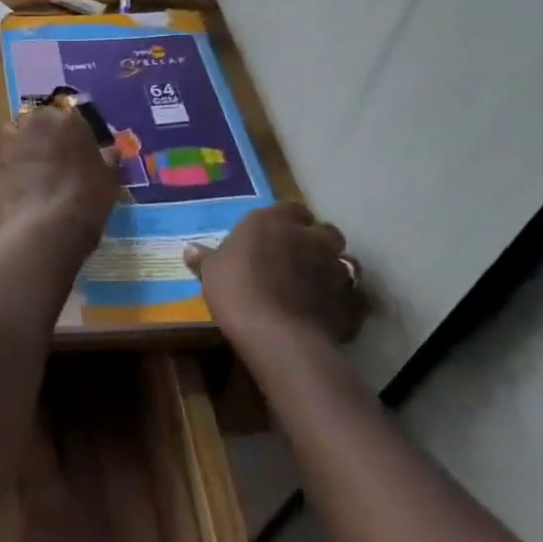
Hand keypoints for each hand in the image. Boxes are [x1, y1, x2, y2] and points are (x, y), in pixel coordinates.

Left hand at [0, 100, 121, 234]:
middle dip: (42, 133)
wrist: (50, 224)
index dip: (69, 133)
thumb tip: (110, 152)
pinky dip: (8, 166)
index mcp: (68, 120)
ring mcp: (13, 141)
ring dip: (22, 145)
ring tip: (31, 168)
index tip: (73, 148)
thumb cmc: (88, 196)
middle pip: (37, 121)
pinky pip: (2, 159)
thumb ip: (108, 159)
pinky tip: (17, 182)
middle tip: (51, 156)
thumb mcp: (109, 177)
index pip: (67, 117)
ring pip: (16, 135)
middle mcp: (37, 122)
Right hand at [185, 202, 366, 342]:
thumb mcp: (211, 272)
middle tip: (300, 258)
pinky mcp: (351, 301)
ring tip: (318, 286)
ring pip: (345, 261)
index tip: (277, 234)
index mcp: (272, 221)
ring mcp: (335, 268)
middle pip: (325, 231)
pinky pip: (353, 297)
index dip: (287, 220)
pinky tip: (330, 313)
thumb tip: (189, 248)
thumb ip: (206, 258)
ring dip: (334, 269)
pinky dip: (345, 302)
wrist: (277, 333)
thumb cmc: (236, 289)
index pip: (291, 208)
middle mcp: (309, 237)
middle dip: (317, 242)